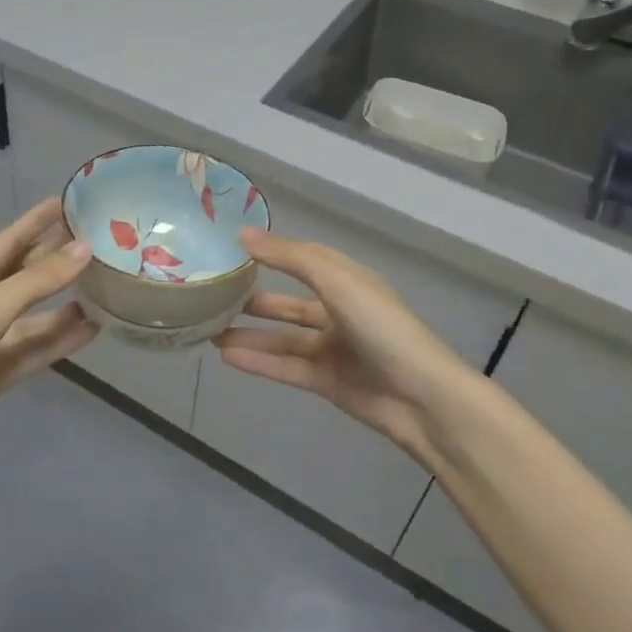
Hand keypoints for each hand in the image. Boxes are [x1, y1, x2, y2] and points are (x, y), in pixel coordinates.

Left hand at [0, 199, 96, 482]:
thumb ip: (40, 279)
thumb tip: (86, 248)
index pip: (8, 241)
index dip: (36, 222)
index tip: (67, 201)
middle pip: (24, 275)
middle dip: (56, 259)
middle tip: (97, 240)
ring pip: (34, 316)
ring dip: (64, 303)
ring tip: (104, 287)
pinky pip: (36, 350)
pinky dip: (61, 340)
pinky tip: (92, 330)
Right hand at [214, 229, 479, 463]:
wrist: (421, 396)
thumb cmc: (381, 325)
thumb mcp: (335, 280)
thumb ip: (289, 257)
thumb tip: (242, 234)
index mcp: (346, 280)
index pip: (301, 259)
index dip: (270, 253)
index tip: (230, 249)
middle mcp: (338, 310)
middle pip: (289, 302)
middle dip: (255, 299)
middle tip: (214, 296)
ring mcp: (333, 348)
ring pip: (282, 337)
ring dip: (249, 333)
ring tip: (209, 328)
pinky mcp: (326, 381)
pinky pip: (285, 366)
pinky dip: (258, 361)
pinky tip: (226, 355)